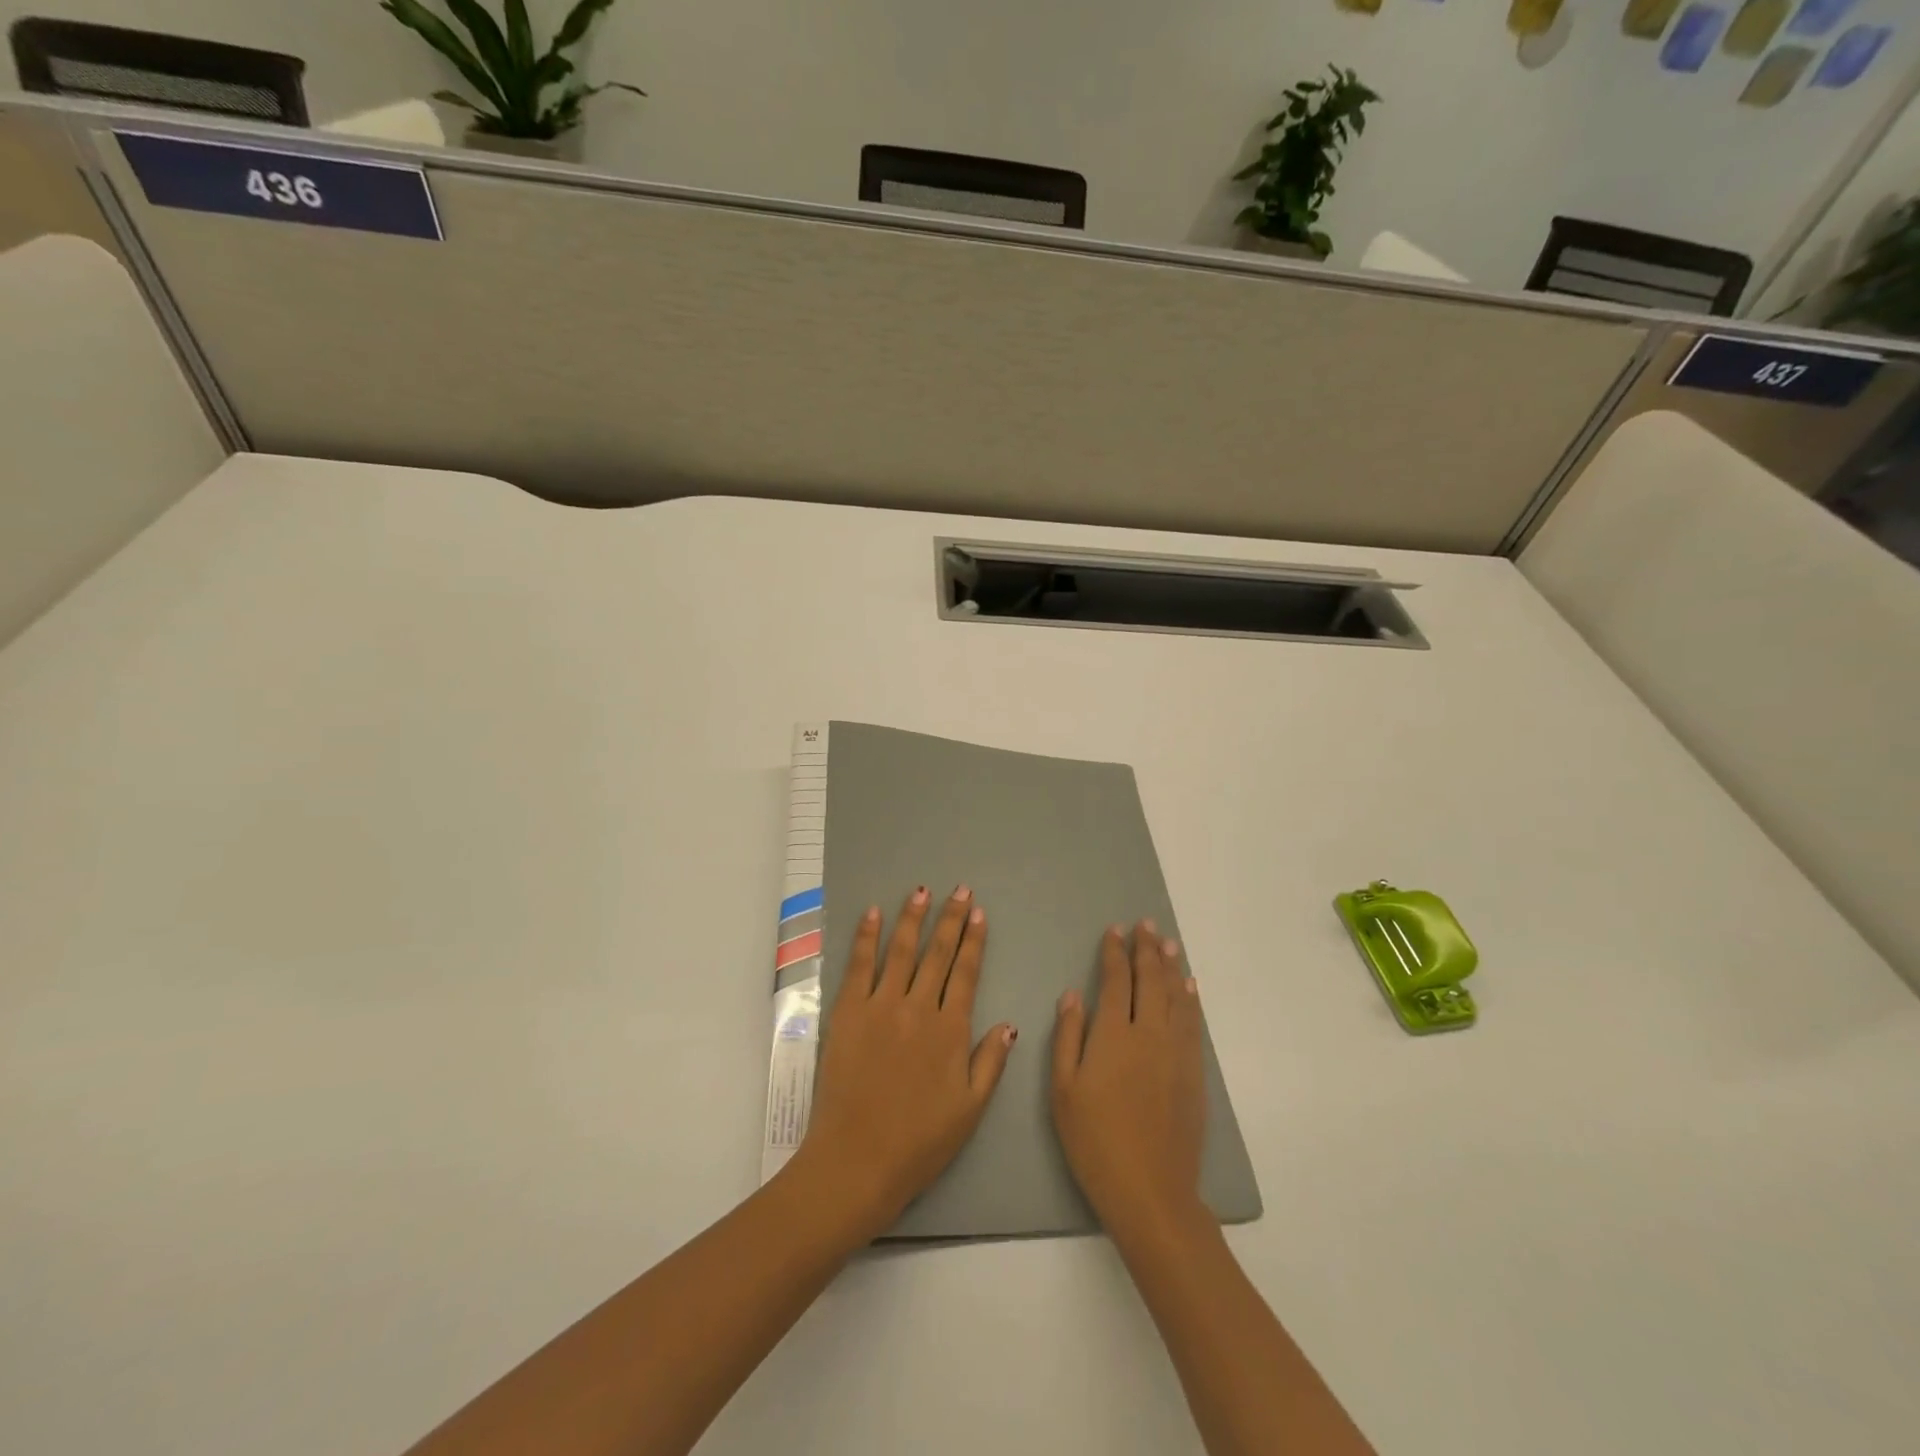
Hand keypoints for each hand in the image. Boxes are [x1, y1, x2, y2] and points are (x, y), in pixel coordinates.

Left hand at [796, 886, 1016, 1239]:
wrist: (858, 1161)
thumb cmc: (919, 1142)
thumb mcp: (970, 1110)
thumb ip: (991, 1063)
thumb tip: (1009, 1024)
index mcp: (950, 1030)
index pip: (966, 973)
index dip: (973, 941)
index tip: (979, 913)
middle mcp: (918, 1008)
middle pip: (938, 954)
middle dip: (950, 919)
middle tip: (960, 890)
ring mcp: (880, 1007)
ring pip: (901, 951)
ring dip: (912, 918)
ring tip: (922, 891)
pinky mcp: (848, 1013)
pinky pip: (859, 966)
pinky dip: (866, 937)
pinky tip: (872, 914)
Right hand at [1051, 921, 1207, 1233]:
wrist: (1150, 1189)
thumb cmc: (1094, 1141)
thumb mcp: (1064, 1090)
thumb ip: (1068, 1036)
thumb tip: (1074, 994)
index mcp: (1114, 1035)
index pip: (1117, 981)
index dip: (1115, 953)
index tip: (1114, 931)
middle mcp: (1149, 1033)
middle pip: (1151, 980)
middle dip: (1147, 949)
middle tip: (1146, 925)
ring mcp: (1177, 1052)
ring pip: (1176, 997)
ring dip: (1172, 967)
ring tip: (1169, 943)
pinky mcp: (1193, 1073)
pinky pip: (1194, 1024)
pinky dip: (1191, 1000)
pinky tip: (1190, 988)